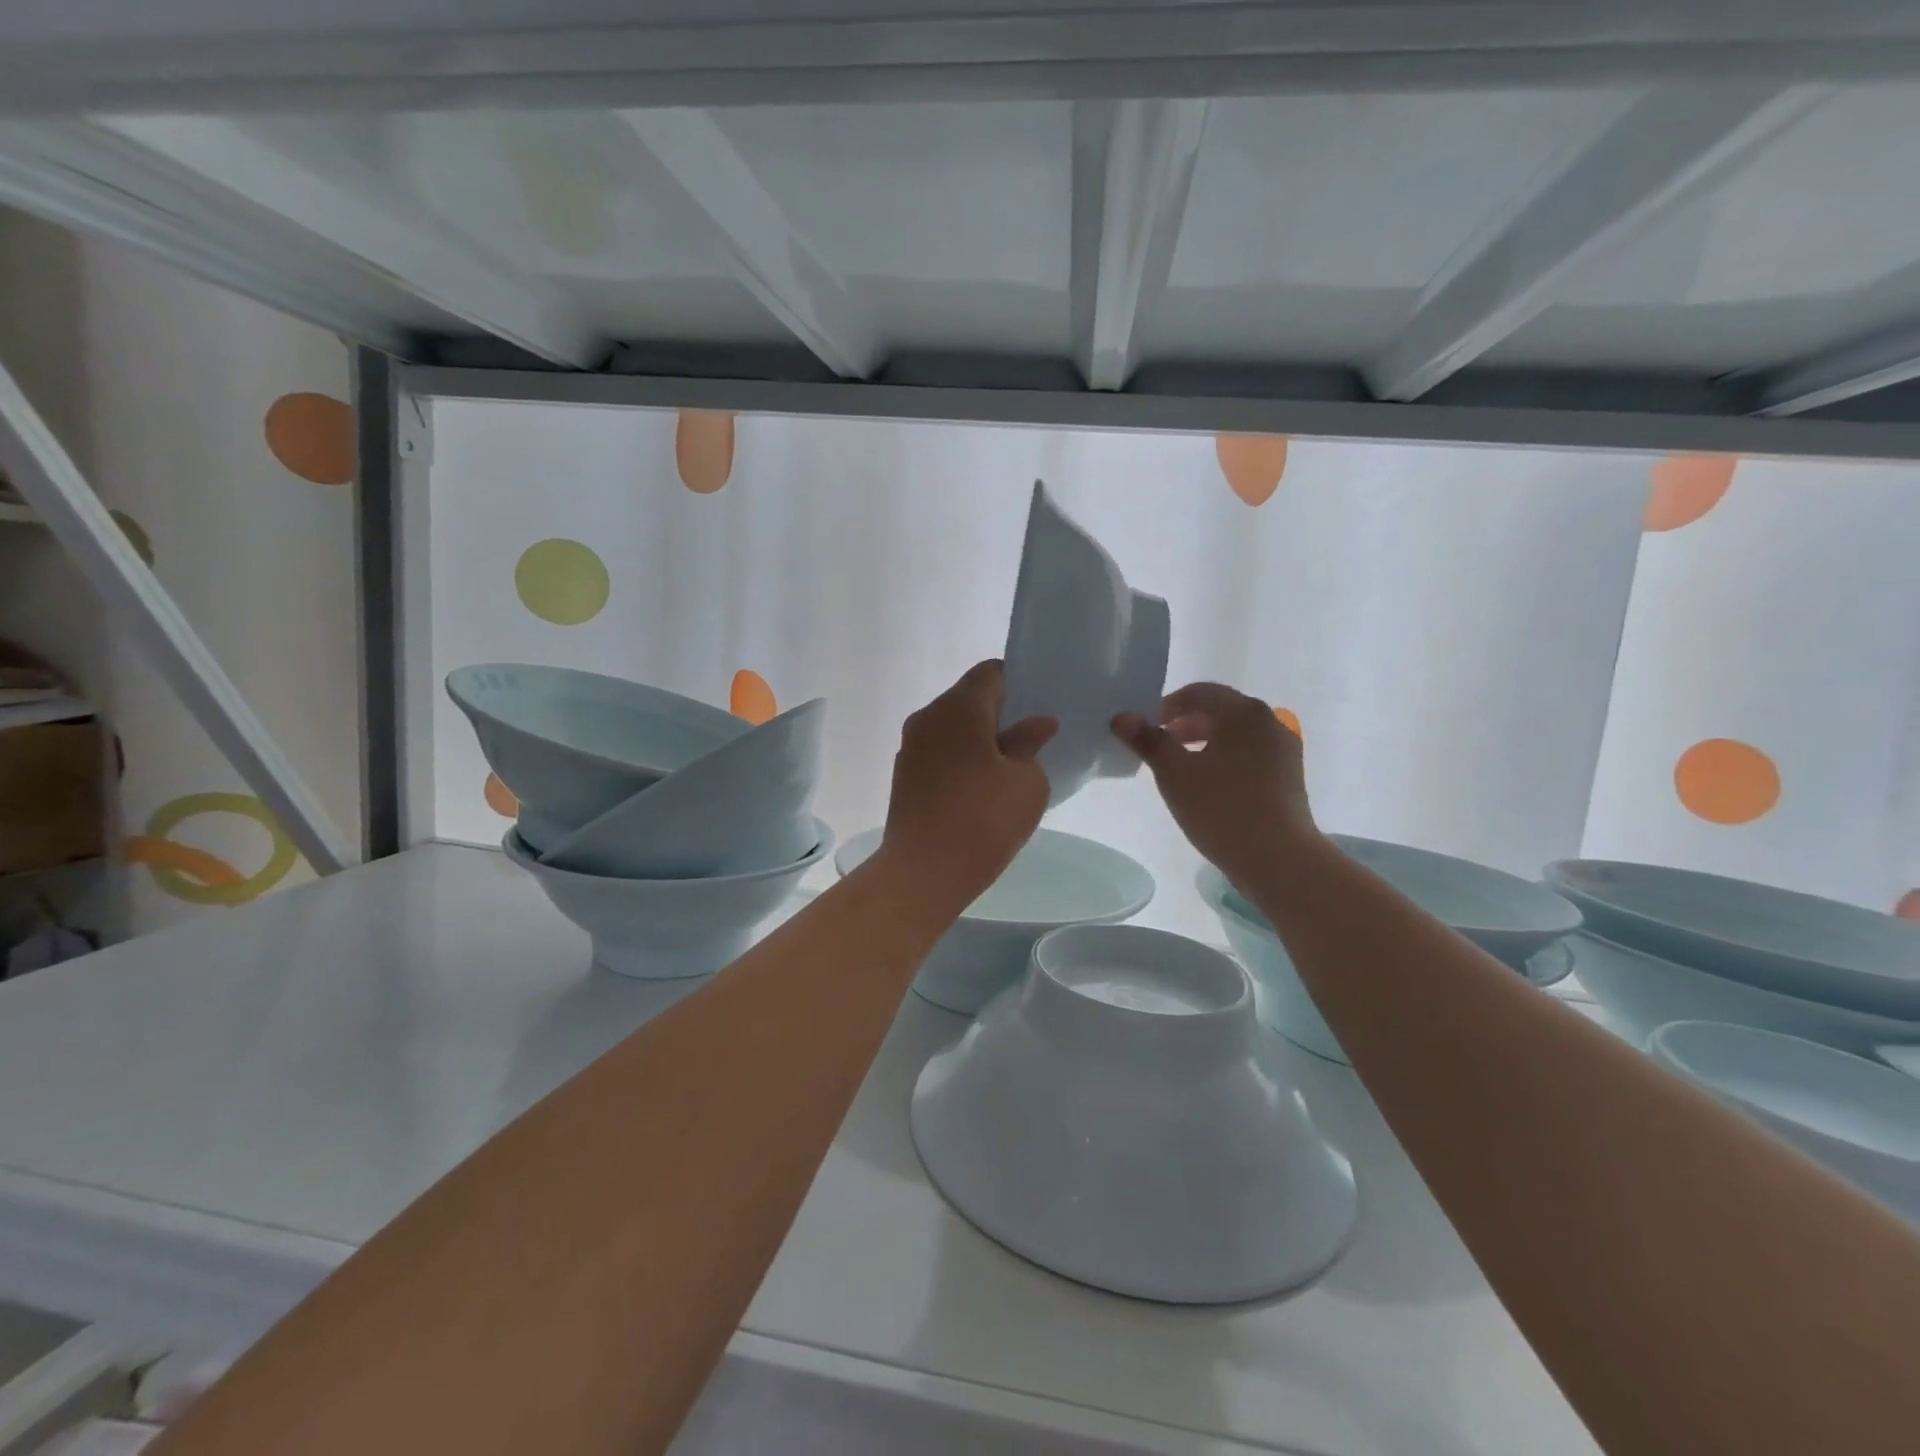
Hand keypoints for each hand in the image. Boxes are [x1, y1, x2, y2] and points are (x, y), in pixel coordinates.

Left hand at [881, 661, 1056, 910]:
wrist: (923, 872)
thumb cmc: (984, 819)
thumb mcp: (1027, 782)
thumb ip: (1031, 744)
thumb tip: (1037, 723)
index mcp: (960, 706)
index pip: (992, 673)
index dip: (1018, 683)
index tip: (1039, 706)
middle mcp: (929, 716)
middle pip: (969, 698)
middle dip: (1000, 713)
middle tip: (1032, 738)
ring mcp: (911, 746)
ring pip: (952, 727)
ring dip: (979, 739)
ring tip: (1009, 767)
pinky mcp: (904, 775)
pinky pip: (939, 752)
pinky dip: (961, 759)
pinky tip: (981, 788)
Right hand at [1113, 683, 1317, 891]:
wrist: (1279, 858)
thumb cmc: (1222, 808)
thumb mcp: (1175, 773)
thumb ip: (1148, 741)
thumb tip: (1121, 717)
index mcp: (1243, 712)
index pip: (1200, 693)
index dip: (1168, 706)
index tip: (1146, 728)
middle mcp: (1269, 720)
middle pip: (1220, 711)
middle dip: (1186, 724)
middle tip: (1159, 746)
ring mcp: (1284, 749)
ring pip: (1236, 734)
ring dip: (1205, 742)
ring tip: (1181, 767)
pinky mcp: (1289, 775)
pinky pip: (1251, 753)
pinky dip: (1226, 758)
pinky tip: (1210, 785)